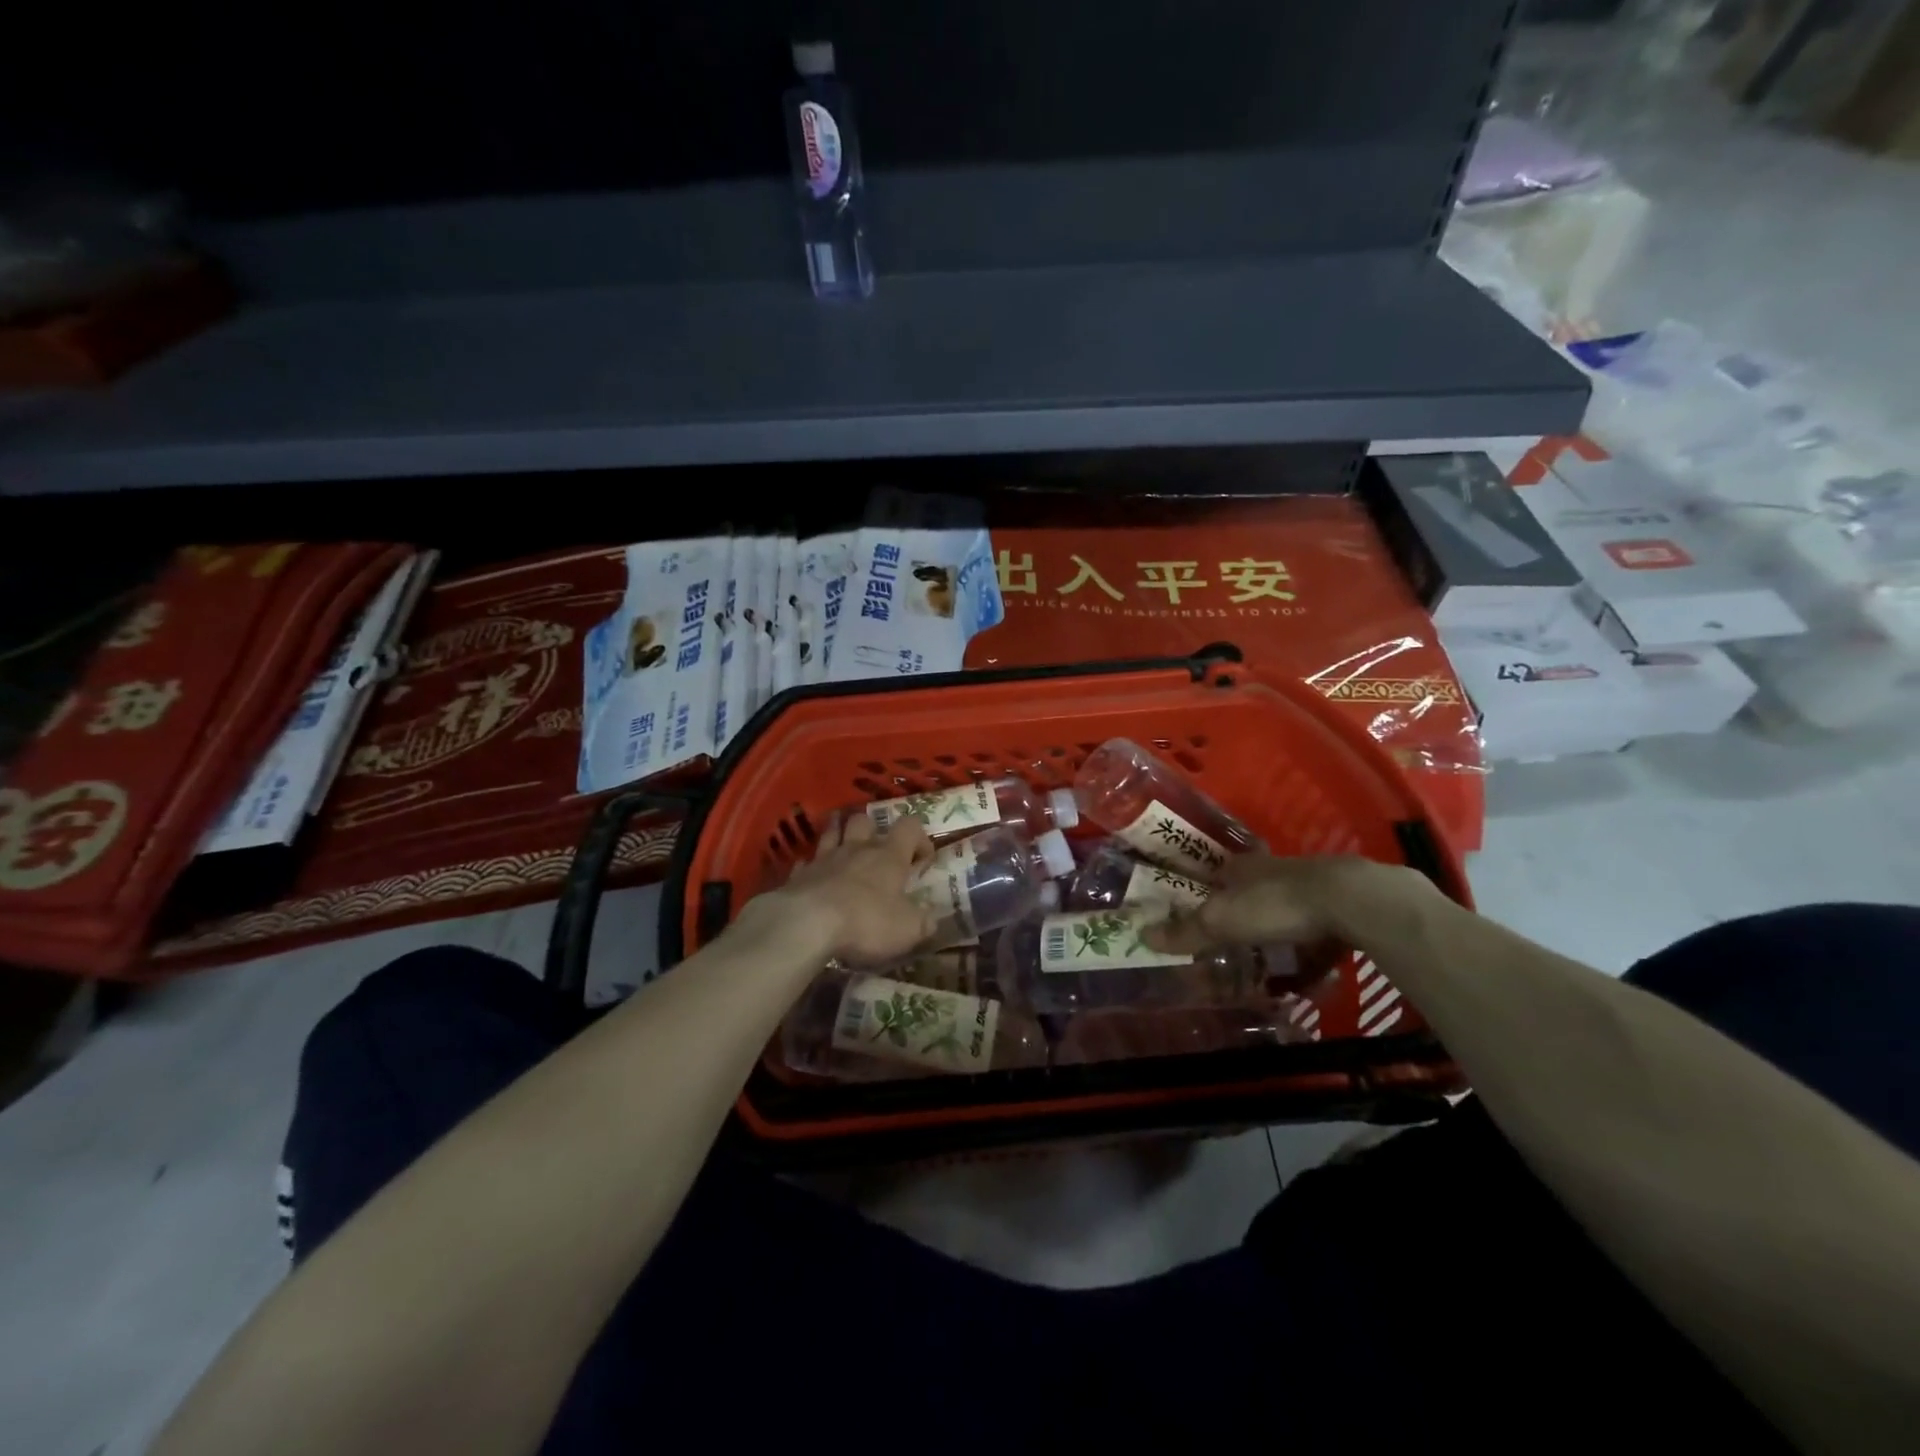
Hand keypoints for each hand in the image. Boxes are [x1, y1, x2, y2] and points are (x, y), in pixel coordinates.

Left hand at [744, 812, 939, 966]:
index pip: (910, 827)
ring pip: (832, 832)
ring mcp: (824, 858)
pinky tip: (814, 876)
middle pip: (864, 820)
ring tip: (844, 844)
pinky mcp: (799, 874)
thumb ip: (923, 921)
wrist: (807, 924)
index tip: (922, 860)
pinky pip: (807, 861)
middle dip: (873, 829)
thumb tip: (931, 918)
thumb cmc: (866, 922)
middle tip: (878, 850)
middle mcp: (857, 849)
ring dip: (839, 833)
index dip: (919, 838)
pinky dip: (812, 865)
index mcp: (889, 856)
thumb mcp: (908, 929)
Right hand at [1142, 854, 1423, 954]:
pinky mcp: (1339, 907)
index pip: (1213, 877)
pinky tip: (1310, 975)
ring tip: (1269, 970)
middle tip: (1230, 951)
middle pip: (1248, 895)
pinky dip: (1309, 953)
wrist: (1350, 900)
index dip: (1202, 896)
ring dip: (1275, 938)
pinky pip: (1316, 934)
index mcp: (1240, 868)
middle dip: (1240, 920)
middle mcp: (1271, 871)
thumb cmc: (1274, 904)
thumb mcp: (1222, 921)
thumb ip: (1186, 931)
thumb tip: (1142, 935)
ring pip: (1283, 913)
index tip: (1195, 920)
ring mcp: (1308, 887)